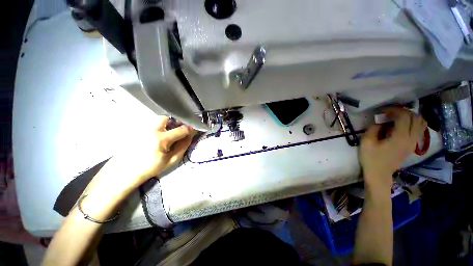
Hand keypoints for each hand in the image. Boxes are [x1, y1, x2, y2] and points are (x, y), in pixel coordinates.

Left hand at [79, 116, 195, 220]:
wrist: (124, 172)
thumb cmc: (150, 168)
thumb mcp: (171, 161)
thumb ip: (183, 147)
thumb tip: (190, 136)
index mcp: (161, 140)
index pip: (181, 129)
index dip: (190, 128)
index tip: (194, 128)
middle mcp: (151, 130)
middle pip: (167, 118)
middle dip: (174, 122)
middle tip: (177, 130)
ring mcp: (142, 129)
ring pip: (157, 120)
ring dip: (166, 124)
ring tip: (166, 134)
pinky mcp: (136, 130)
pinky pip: (151, 124)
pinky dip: (158, 127)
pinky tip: (156, 137)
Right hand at [360, 108, 426, 190]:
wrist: (379, 174)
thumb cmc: (371, 159)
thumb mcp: (366, 142)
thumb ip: (373, 129)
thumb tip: (379, 121)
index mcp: (400, 138)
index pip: (404, 117)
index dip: (394, 110)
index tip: (382, 111)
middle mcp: (411, 139)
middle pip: (415, 118)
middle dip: (403, 111)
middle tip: (390, 113)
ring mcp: (414, 143)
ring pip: (421, 123)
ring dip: (410, 116)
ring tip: (397, 117)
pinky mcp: (412, 146)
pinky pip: (419, 129)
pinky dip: (413, 123)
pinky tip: (401, 125)